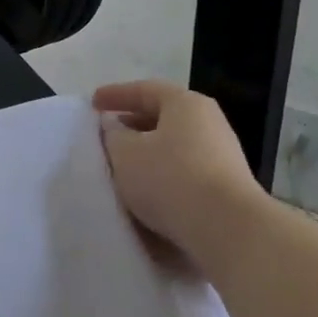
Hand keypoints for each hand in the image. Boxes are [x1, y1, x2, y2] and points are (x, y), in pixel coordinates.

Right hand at [94, 81, 266, 262]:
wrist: (224, 226)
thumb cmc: (169, 179)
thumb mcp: (126, 154)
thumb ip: (113, 136)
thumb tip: (115, 128)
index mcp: (186, 104)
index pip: (145, 90)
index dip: (116, 95)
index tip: (92, 103)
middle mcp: (209, 122)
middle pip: (164, 116)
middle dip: (133, 124)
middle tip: (108, 134)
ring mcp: (221, 153)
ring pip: (174, 145)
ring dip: (147, 152)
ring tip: (123, 165)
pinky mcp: (223, 184)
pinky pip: (184, 169)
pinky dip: (162, 173)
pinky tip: (147, 190)